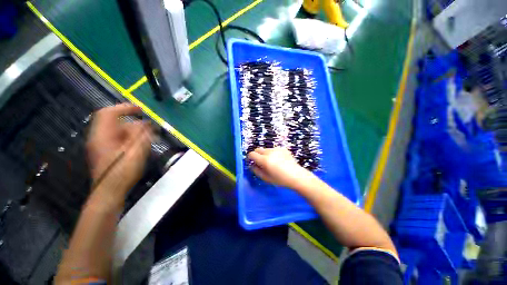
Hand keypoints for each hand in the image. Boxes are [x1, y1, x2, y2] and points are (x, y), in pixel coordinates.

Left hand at [86, 103, 152, 197]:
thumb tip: (145, 123)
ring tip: (147, 139)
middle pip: (115, 123)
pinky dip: (130, 139)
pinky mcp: (106, 153)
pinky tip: (140, 146)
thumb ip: (141, 135)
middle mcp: (99, 138)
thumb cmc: (122, 172)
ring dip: (133, 132)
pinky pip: (118, 139)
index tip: (140, 109)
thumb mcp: (135, 151)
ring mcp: (101, 146)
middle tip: (149, 129)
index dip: (124, 108)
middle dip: (133, 123)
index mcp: (103, 135)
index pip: (109, 113)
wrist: (110, 192)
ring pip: (117, 132)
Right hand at [247, 147, 313, 189]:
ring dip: (265, 154)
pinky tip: (279, 160)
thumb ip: (256, 171)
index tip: (252, 162)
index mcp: (265, 160)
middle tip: (261, 162)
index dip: (250, 158)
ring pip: (266, 149)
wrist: (297, 176)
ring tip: (272, 162)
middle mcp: (270, 152)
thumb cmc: (280, 180)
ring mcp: (277, 149)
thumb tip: (251, 165)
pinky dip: (273, 153)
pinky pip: (274, 149)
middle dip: (257, 155)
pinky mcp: (283, 148)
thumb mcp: (266, 178)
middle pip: (258, 149)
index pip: (252, 154)